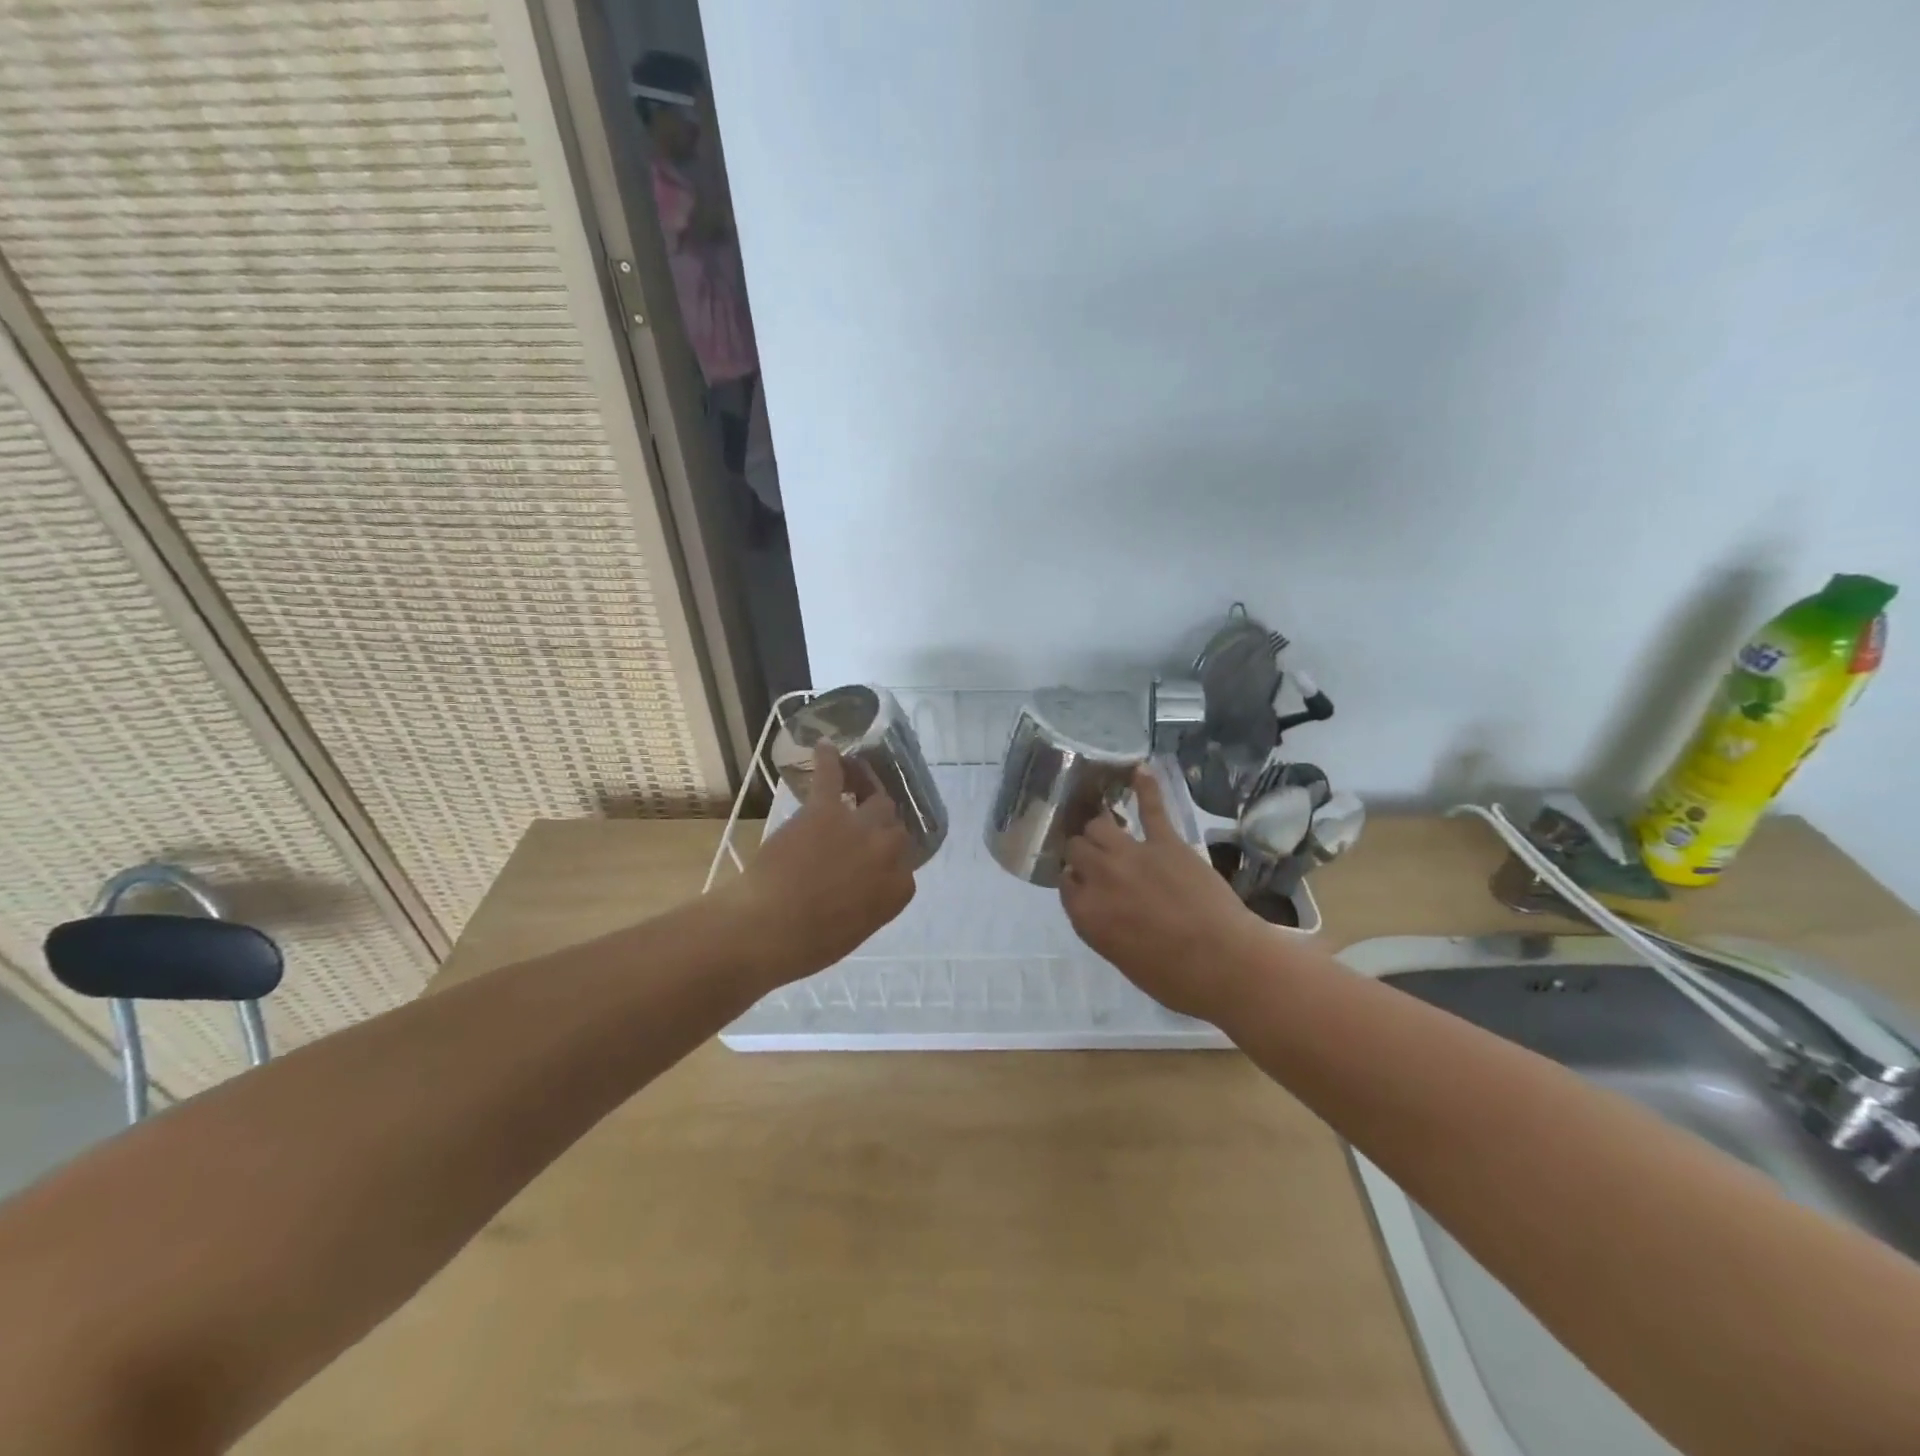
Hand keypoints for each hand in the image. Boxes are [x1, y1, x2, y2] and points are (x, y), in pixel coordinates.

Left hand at [730, 744, 916, 985]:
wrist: (767, 928)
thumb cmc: (807, 944)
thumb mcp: (854, 931)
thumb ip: (870, 903)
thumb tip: (862, 888)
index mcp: (898, 890)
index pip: (906, 867)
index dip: (889, 863)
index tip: (873, 865)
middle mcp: (888, 853)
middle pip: (896, 828)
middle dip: (881, 829)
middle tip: (863, 828)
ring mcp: (860, 827)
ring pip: (877, 799)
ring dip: (869, 791)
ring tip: (860, 781)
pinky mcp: (826, 809)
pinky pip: (833, 776)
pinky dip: (830, 759)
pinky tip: (826, 746)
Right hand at [1059, 767, 1264, 1021]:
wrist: (1226, 964)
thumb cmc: (1175, 978)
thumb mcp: (1122, 959)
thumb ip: (1101, 925)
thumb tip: (1097, 904)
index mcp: (1086, 914)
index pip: (1064, 883)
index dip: (1074, 881)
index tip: (1084, 884)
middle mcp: (1100, 878)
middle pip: (1076, 849)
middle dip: (1081, 852)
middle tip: (1094, 858)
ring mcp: (1132, 854)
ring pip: (1099, 825)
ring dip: (1099, 827)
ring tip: (1106, 828)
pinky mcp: (1166, 841)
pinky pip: (1151, 807)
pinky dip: (1145, 787)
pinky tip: (1138, 769)